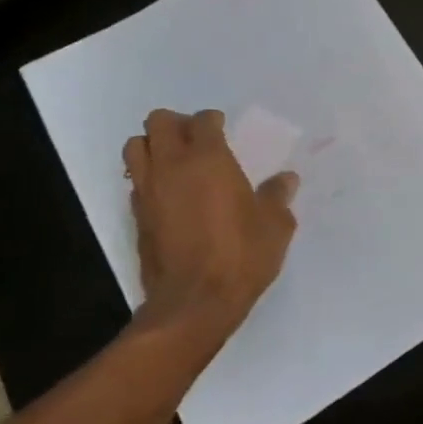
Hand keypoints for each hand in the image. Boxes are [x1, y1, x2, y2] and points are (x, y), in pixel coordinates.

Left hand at [124, 109, 298, 351]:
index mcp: (208, 159)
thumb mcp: (275, 226)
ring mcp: (148, 191)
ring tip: (175, 162)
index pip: (202, 120)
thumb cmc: (240, 256)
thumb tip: (287, 179)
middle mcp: (172, 166)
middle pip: (158, 122)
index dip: (213, 120)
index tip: (223, 128)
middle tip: (196, 140)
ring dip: (153, 146)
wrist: (194, 303)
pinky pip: (135, 181)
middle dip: (176, 124)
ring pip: (135, 147)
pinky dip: (148, 178)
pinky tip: (168, 194)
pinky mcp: (136, 216)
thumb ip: (278, 196)